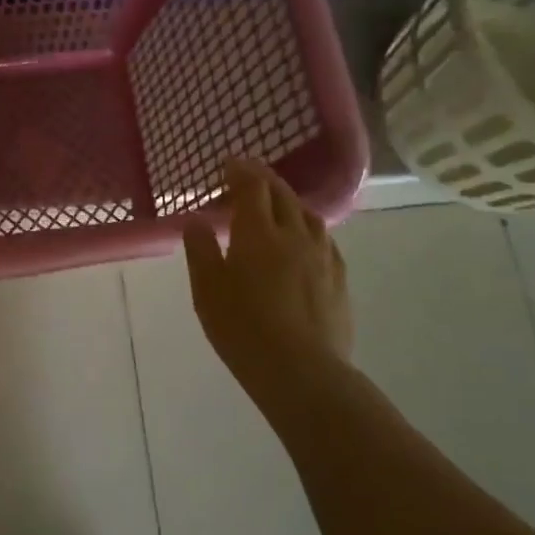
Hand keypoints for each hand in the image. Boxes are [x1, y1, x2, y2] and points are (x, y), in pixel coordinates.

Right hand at [183, 158, 352, 389]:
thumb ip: (200, 250)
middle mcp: (294, 235)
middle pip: (282, 195)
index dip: (240, 171)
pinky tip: (305, 240)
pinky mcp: (338, 279)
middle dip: (264, 179)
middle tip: (248, 176)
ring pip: (308, 214)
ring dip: (289, 201)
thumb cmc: (242, 328)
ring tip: (277, 204)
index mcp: (257, 233)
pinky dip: (308, 228)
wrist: (301, 371)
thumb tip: (196, 220)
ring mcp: (321, 256)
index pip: (252, 187)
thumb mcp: (207, 289)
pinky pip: (324, 240)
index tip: (228, 164)